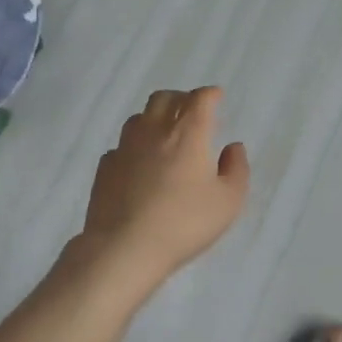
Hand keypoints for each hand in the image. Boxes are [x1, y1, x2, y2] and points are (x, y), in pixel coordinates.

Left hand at [77, 88, 249, 289]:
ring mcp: (125, 148)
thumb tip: (233, 147)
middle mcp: (154, 131)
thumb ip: (236, 169)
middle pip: (164, 99)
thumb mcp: (228, 201)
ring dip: (154, 118)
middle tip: (191, 110)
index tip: (216, 96)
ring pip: (139, 118)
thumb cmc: (184, 223)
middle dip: (180, 98)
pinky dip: (134, 146)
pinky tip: (139, 163)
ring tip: (164, 134)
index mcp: (187, 134)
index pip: (199, 100)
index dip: (210, 94)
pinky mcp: (105, 168)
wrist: (124, 247)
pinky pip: (121, 146)